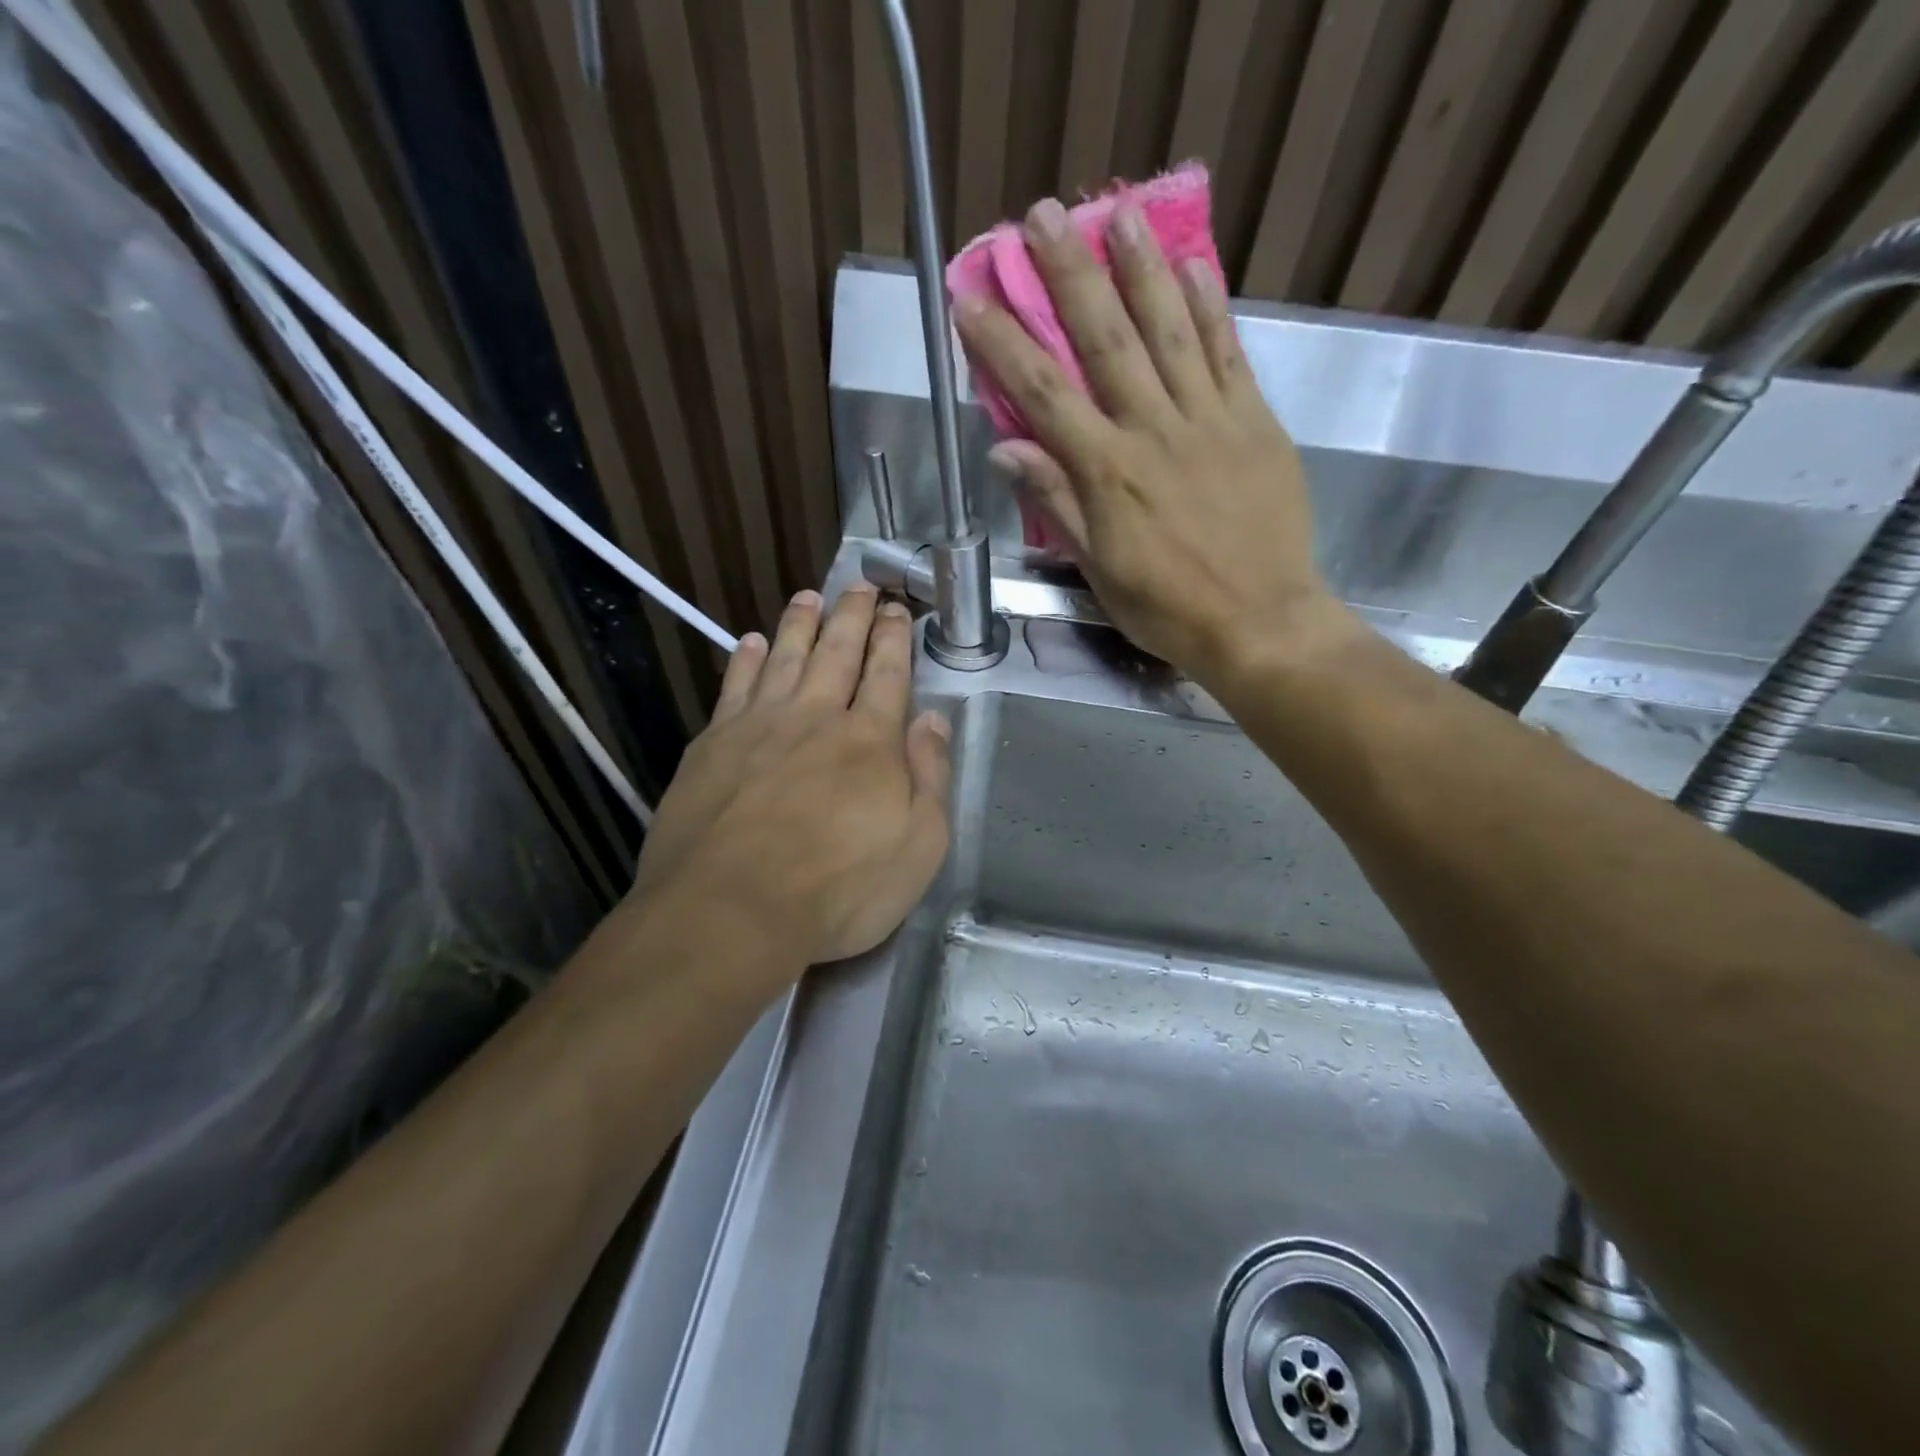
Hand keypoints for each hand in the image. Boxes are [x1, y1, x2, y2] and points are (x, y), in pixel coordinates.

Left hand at [632, 583, 951, 970]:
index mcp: (869, 741)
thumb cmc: (838, 890)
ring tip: (809, 597)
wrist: (730, 912)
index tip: (897, 609)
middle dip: (852, 616)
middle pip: (836, 653)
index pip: (887, 674)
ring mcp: (758, 727)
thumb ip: (929, 777)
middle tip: (860, 586)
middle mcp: (815, 718)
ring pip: (783, 658)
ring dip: (799, 624)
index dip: (894, 639)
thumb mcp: (917, 847)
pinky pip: (733, 687)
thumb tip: (932, 719)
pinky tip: (749, 642)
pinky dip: (744, 660)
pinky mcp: (712, 746)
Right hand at [954, 196, 1350, 685]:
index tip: (972, 298)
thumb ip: (1057, 503)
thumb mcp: (1098, 570)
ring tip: (1117, 214)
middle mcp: (1154, 431)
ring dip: (1140, 269)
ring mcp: (1209, 419)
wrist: (1260, 622)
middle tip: (1041, 217)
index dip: (1003, 344)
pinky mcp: (1255, 421)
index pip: (1043, 395)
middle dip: (1068, 275)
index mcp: (1108, 473)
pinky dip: (1210, 306)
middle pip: (1104, 340)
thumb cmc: (1168, 608)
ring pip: (1169, 330)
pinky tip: (1193, 265)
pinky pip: (1229, 353)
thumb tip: (1006, 449)